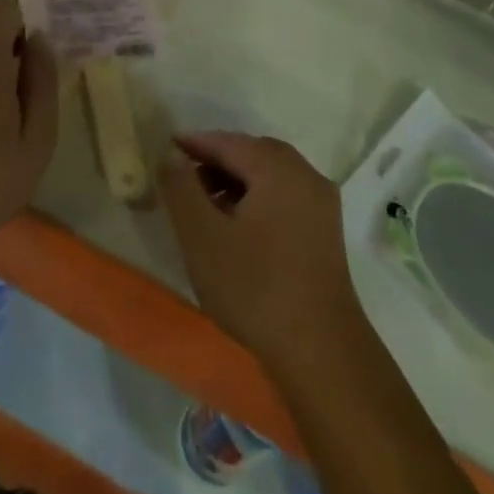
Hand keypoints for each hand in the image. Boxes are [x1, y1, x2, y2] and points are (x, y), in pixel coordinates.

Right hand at [160, 132, 363, 374]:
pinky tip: (239, 227)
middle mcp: (305, 174)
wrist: (321, 351)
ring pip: (271, 175)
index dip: (195, 144)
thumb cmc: (255, 288)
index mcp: (278, 168)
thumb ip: (182, 188)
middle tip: (184, 179)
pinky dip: (259, 198)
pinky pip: (286, 196)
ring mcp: (321, 202)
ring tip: (207, 207)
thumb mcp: (203, 237)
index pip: (228, 142)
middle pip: (253, 154)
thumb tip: (172, 154)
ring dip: (238, 181)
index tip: (166, 149)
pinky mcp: (326, 231)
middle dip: (217, 161)